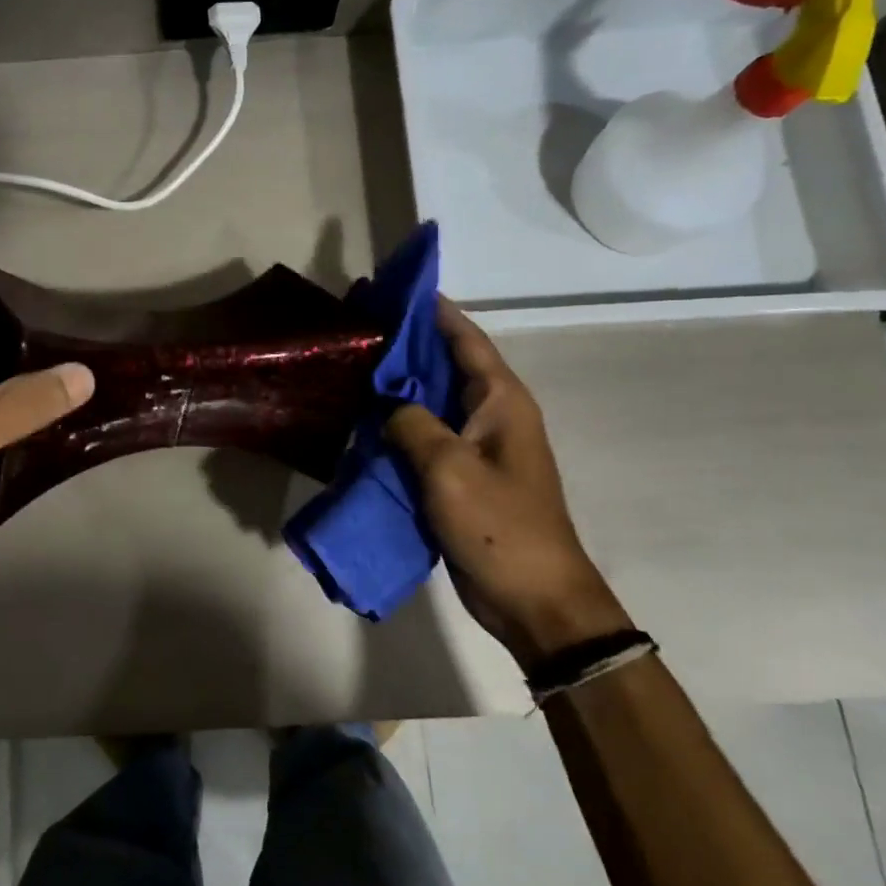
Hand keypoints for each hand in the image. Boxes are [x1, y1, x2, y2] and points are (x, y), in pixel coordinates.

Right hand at [385, 299, 630, 667]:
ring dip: (398, 385)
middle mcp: (491, 414)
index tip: (393, 287)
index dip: (432, 310)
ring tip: (352, 366)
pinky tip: (362, 420)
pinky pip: (424, 436)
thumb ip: (412, 423)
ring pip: (431, 401)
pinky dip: (397, 424)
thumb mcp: (449, 468)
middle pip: (445, 364)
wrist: (533, 598)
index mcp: (501, 400)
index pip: (465, 338)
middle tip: (358, 325)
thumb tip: (388, 405)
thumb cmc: (500, 526)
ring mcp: (475, 445)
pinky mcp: (460, 474)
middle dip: (406, 343)